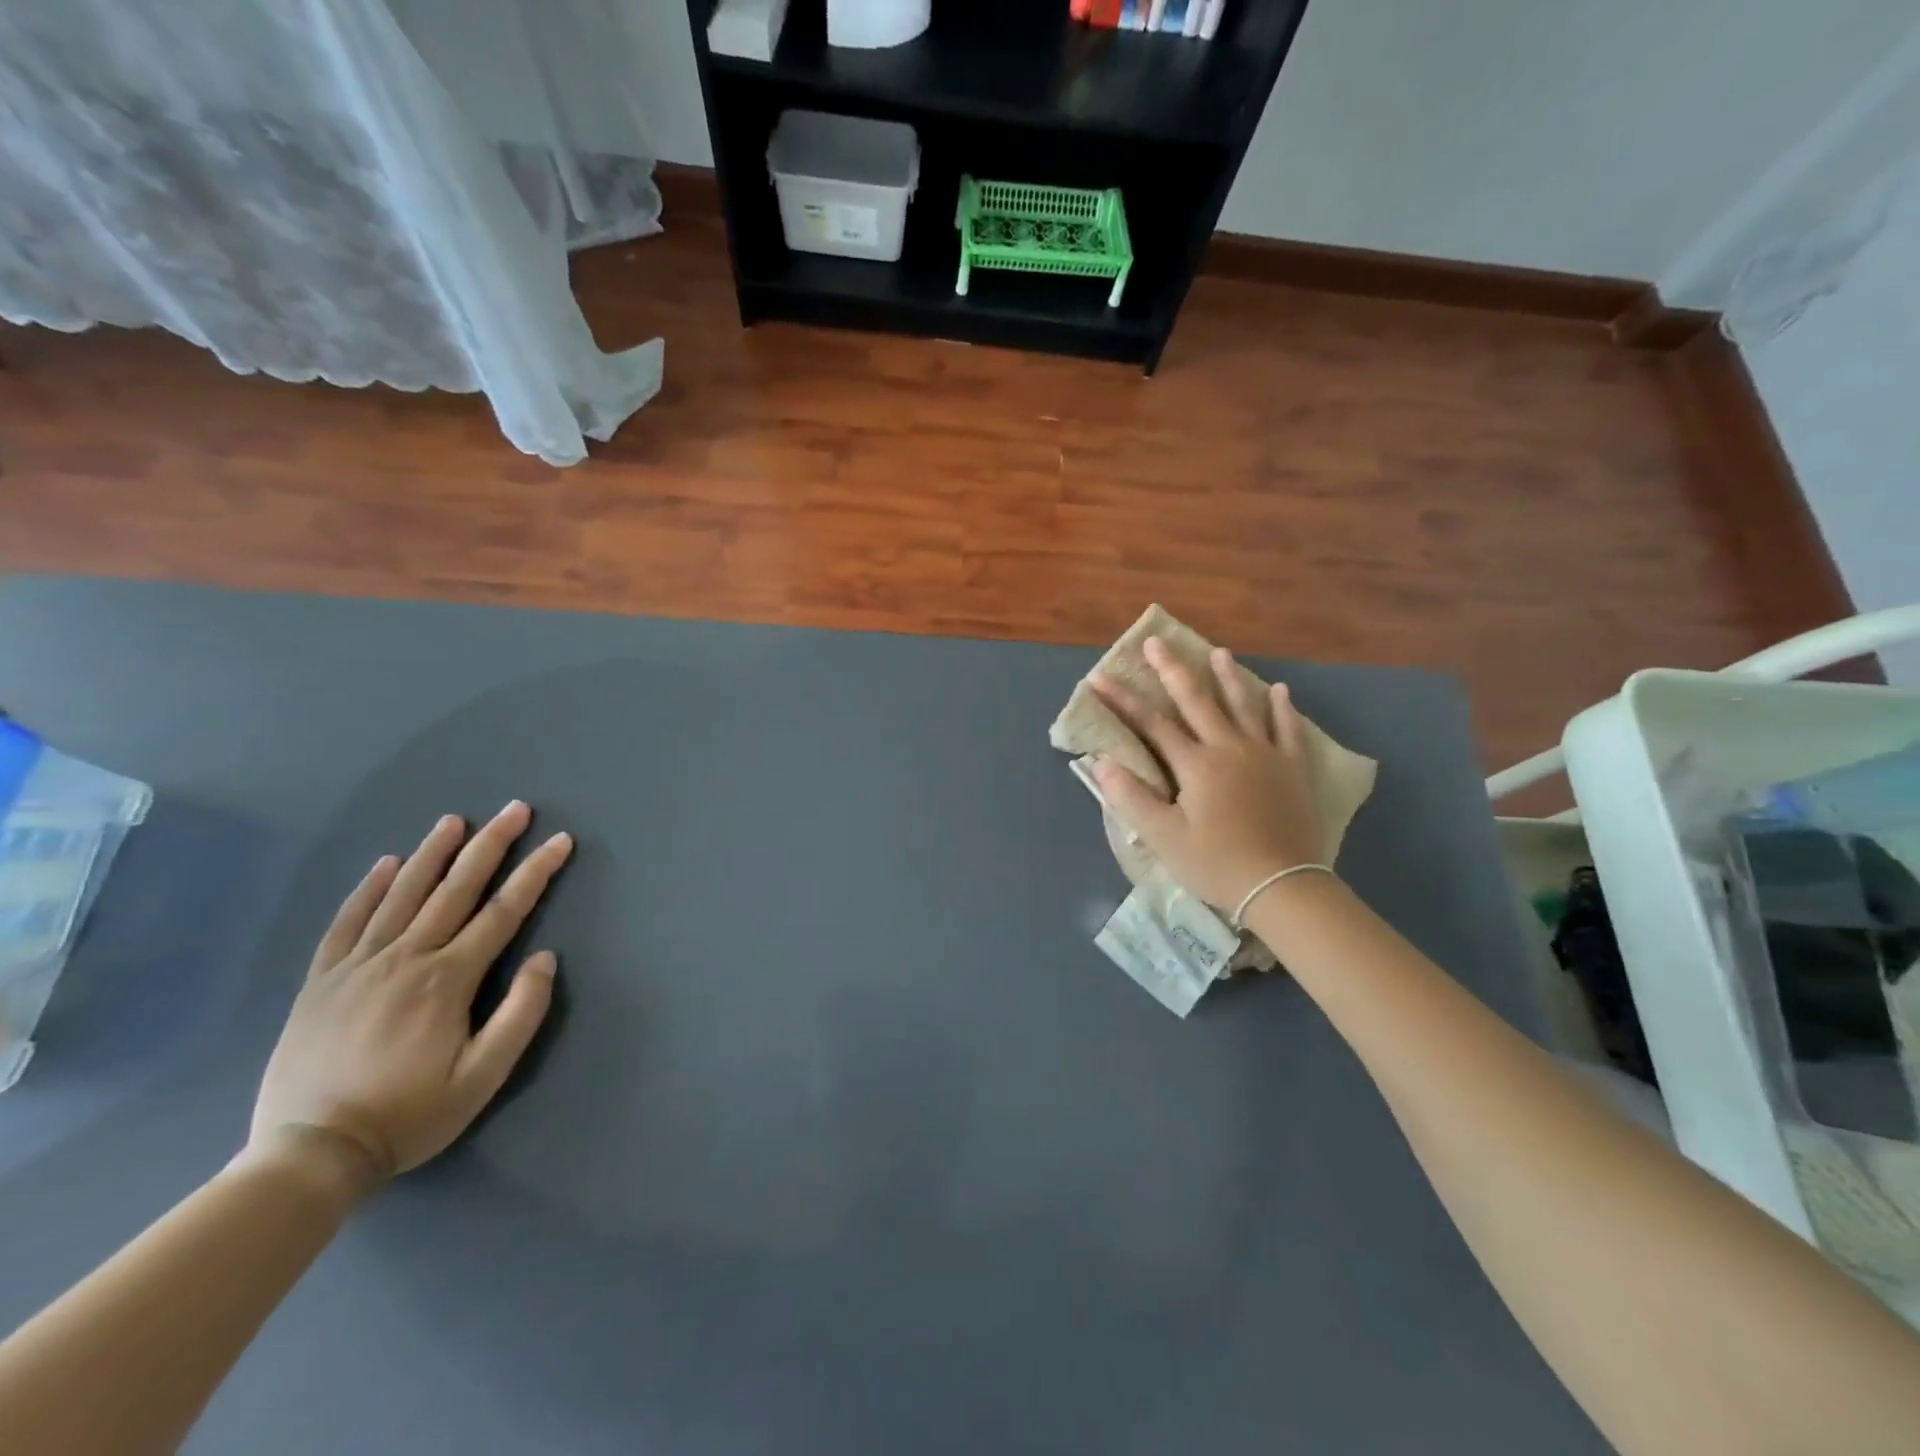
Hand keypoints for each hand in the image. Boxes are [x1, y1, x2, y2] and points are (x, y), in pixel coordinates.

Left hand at [249, 801, 572, 1184]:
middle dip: (491, 845)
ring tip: (455, 821)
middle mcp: (406, 959)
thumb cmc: (411, 1115)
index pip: (504, 912)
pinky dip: (369, 889)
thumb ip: (522, 1013)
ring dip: (433, 854)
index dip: (536, 873)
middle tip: (516, 809)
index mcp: (448, 980)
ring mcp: (359, 966)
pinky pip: (348, 923)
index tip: (560, 841)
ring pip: (403, 895)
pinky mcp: (322, 981)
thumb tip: (545, 957)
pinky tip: (388, 864)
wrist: (310, 1155)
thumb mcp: (485, 1076)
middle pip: (456, 889)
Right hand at [1090, 637, 1323, 910]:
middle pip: (1196, 700)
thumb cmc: (1216, 864)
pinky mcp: (1292, 769)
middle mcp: (1229, 748)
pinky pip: (1288, 729)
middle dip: (1172, 669)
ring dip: (1228, 677)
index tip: (1099, 677)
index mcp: (1195, 764)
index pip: (1151, 724)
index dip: (1123, 699)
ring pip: (1244, 705)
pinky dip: (1282, 708)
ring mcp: (1265, 754)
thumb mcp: (1164, 838)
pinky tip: (1280, 690)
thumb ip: (1132, 798)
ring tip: (1218, 651)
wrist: (1282, 886)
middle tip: (1156, 641)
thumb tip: (1103, 763)